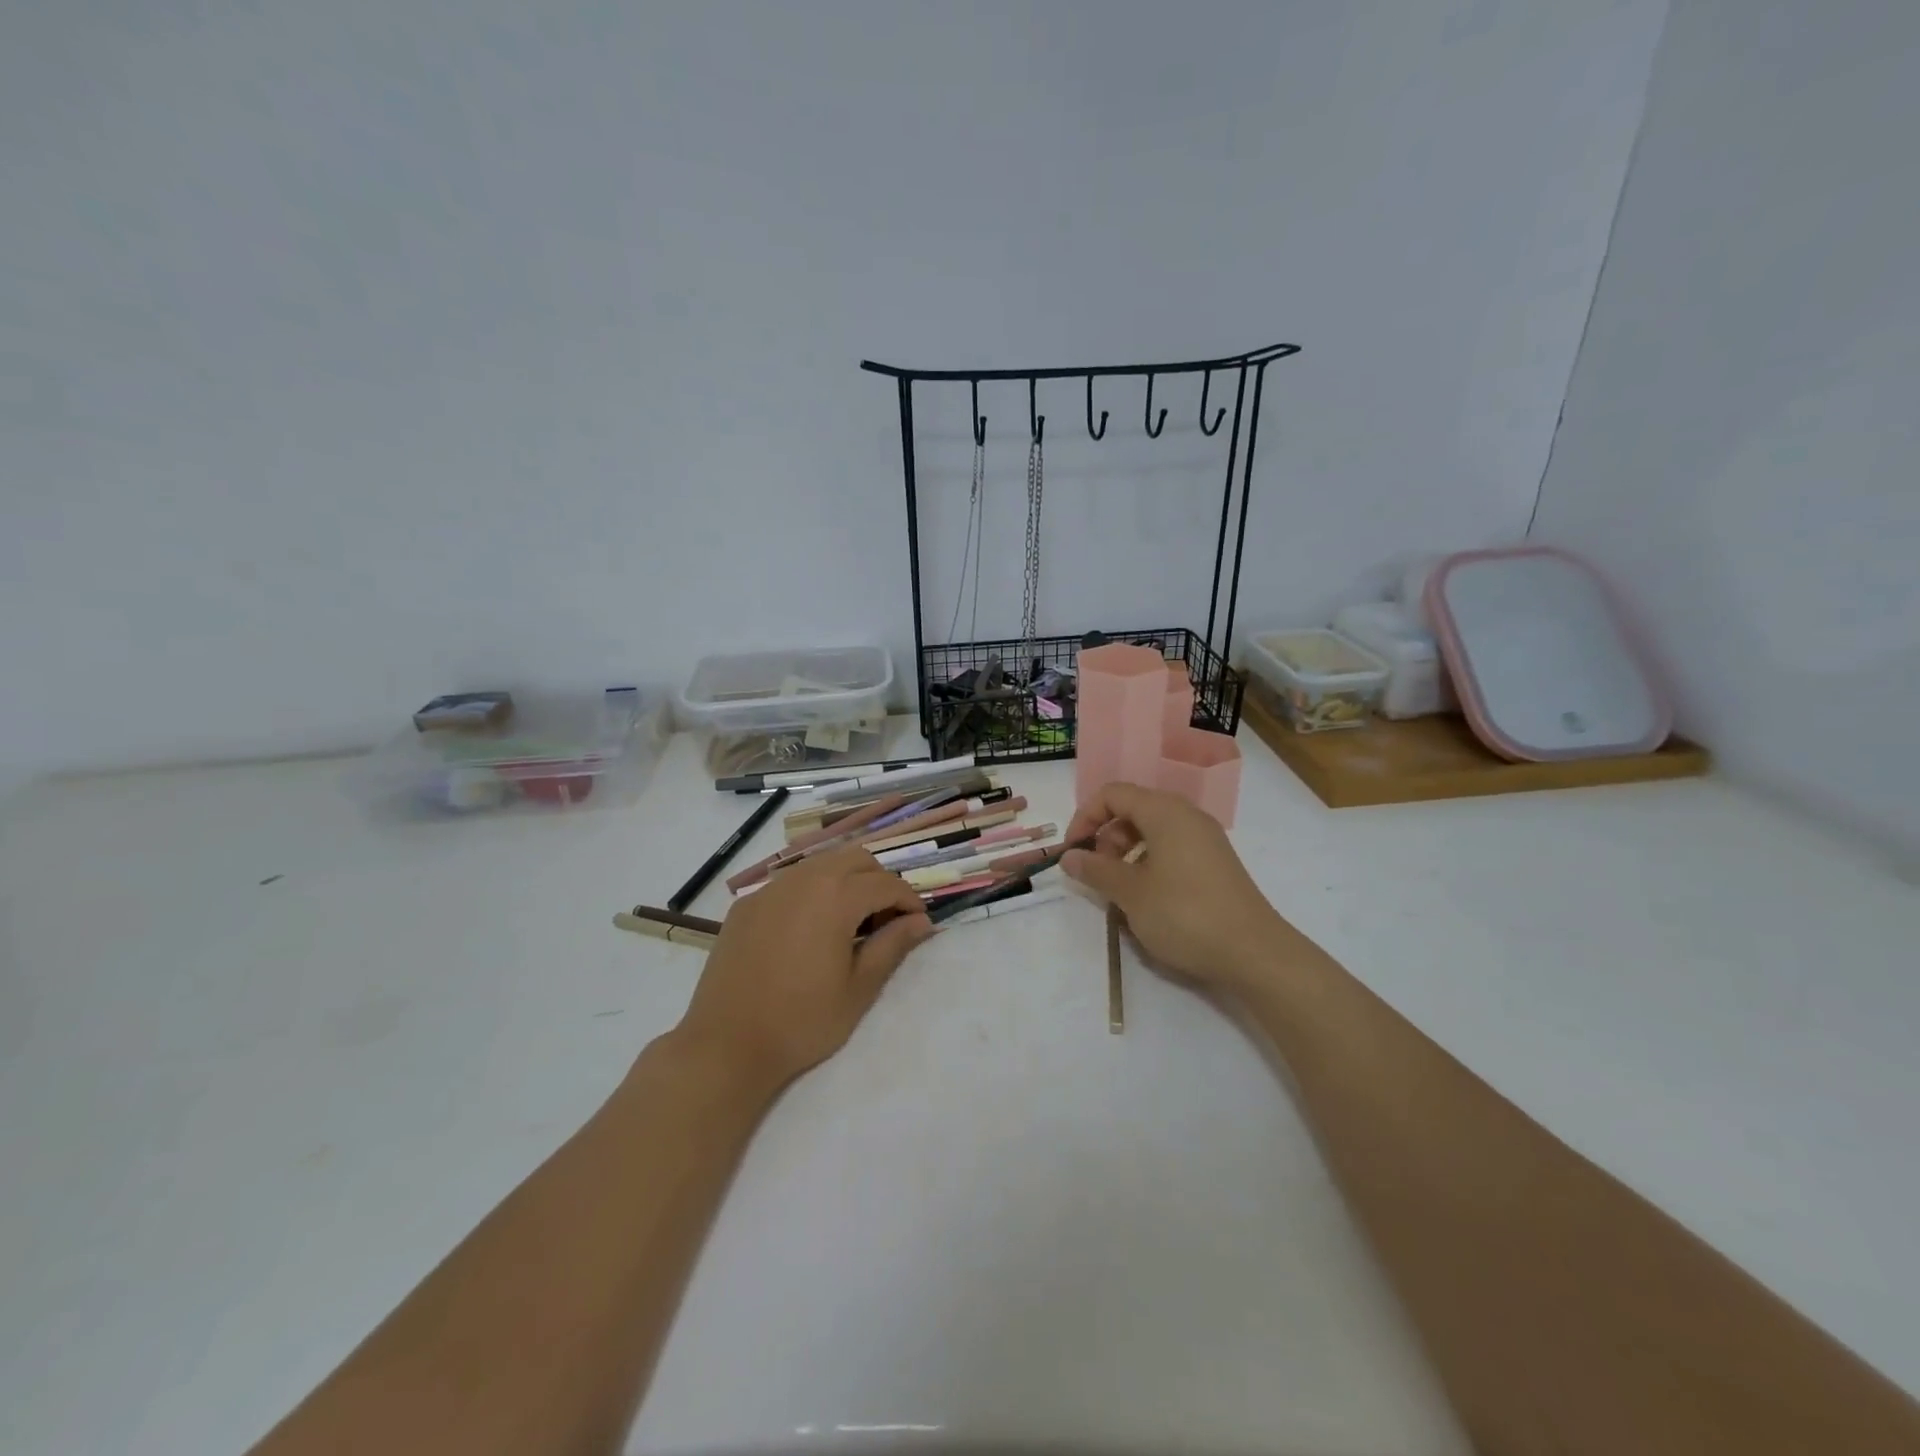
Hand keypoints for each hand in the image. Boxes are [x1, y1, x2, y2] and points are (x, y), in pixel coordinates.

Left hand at [670, 846, 933, 1090]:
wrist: (726, 1045)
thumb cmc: (802, 1021)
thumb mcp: (859, 988)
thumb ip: (892, 946)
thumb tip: (921, 921)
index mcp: (836, 896)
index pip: (886, 883)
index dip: (909, 901)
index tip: (918, 924)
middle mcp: (804, 879)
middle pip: (856, 858)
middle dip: (879, 881)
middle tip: (887, 919)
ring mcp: (770, 888)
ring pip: (821, 864)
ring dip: (846, 880)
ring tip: (851, 921)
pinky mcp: (746, 904)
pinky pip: (790, 883)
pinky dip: (812, 892)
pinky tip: (810, 929)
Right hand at [1063, 781, 1299, 992]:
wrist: (1254, 953)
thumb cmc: (1185, 914)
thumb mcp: (1131, 893)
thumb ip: (1095, 870)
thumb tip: (1068, 857)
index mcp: (1165, 811)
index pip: (1113, 794)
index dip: (1085, 817)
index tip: (1072, 852)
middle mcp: (1186, 816)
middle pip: (1132, 809)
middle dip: (1105, 837)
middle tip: (1097, 873)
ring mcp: (1204, 839)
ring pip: (1151, 830)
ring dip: (1125, 853)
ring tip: (1119, 889)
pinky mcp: (1214, 863)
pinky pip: (1171, 848)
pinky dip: (1148, 863)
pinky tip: (1146, 897)